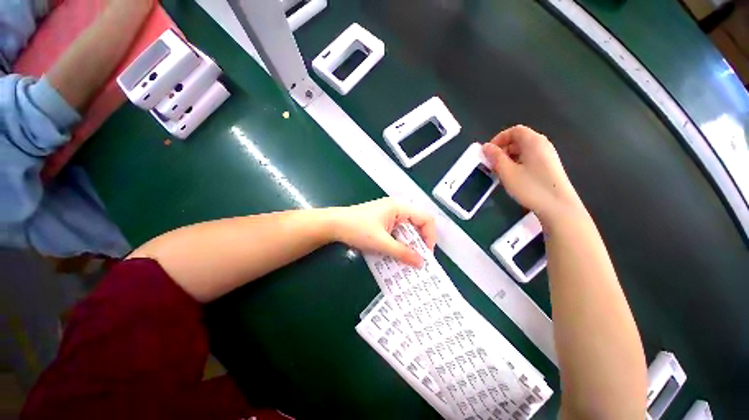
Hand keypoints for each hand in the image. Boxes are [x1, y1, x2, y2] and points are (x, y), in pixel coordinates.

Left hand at [330, 198, 435, 266]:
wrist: (333, 225)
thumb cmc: (357, 229)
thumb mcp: (381, 243)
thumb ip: (402, 253)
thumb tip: (420, 263)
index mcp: (399, 208)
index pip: (425, 218)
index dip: (430, 236)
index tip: (426, 254)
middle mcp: (396, 208)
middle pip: (417, 224)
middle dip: (419, 242)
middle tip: (417, 259)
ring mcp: (388, 214)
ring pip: (406, 229)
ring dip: (408, 244)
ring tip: (407, 259)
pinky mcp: (382, 221)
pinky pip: (396, 232)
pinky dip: (398, 242)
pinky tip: (394, 253)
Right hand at [482, 125, 581, 221]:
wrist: (558, 207)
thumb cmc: (531, 187)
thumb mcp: (507, 172)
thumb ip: (495, 157)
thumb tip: (486, 146)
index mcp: (534, 141)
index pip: (514, 130)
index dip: (499, 138)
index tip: (488, 152)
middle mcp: (542, 145)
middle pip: (519, 139)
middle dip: (502, 149)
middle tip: (491, 163)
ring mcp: (547, 156)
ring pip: (523, 150)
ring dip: (508, 157)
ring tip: (500, 172)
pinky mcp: (549, 167)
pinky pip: (529, 159)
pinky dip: (517, 163)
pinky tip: (512, 177)